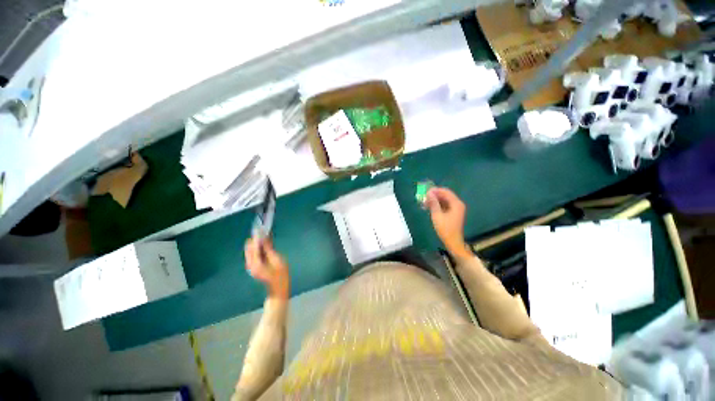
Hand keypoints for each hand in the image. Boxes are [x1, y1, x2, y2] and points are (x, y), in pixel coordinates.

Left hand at [244, 237, 289, 299]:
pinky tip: (264, 248)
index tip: (261, 228)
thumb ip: (269, 249)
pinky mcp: (251, 266)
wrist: (278, 289)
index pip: (254, 246)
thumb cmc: (281, 276)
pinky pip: (251, 254)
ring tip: (266, 241)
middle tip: (265, 235)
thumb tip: (264, 238)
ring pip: (249, 249)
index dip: (258, 237)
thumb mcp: (278, 261)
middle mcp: (250, 264)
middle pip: (249, 246)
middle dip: (256, 240)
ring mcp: (249, 266)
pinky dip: (256, 249)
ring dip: (256, 244)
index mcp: (256, 264)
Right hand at [425, 187, 469, 258]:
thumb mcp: (437, 215)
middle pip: (446, 195)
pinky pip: (446, 206)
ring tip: (425, 203)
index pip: (445, 192)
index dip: (435, 190)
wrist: (453, 242)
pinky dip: (439, 206)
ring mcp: (457, 209)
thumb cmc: (446, 229)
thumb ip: (433, 203)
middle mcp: (458, 204)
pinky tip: (431, 208)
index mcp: (456, 203)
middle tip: (424, 198)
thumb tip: (429, 193)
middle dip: (435, 196)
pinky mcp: (455, 214)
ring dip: (436, 201)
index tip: (425, 192)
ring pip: (445, 201)